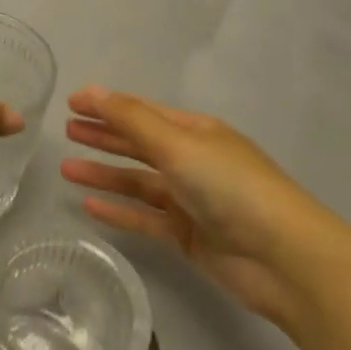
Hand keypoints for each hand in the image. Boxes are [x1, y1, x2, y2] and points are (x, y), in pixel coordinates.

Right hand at [62, 87, 350, 330]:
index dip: (106, 105)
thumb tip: (92, 90)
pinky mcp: (189, 236)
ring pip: (138, 181)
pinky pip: (145, 217)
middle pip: (139, 143)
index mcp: (196, 131)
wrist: (285, 259)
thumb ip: (131, 119)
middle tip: (65, 132)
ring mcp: (191, 199)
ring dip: (104, 174)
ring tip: (66, 169)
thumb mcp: (178, 144)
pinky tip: (89, 206)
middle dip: (103, 136)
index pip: (142, 111)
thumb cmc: (231, 187)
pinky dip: (119, 210)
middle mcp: (193, 160)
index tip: (70, 104)